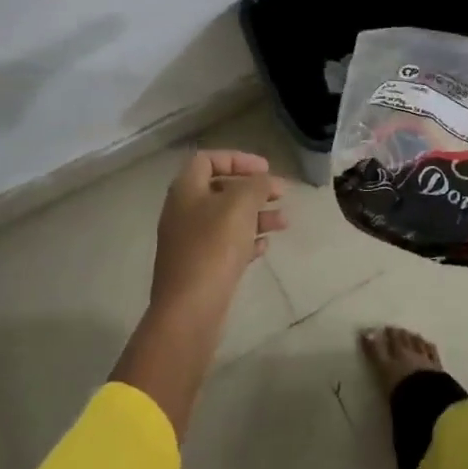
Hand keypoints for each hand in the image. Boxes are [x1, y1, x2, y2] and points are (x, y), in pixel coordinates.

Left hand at [150, 149, 286, 315]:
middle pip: (221, 189)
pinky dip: (247, 240)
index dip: (238, 159)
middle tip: (280, 193)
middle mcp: (183, 212)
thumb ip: (256, 184)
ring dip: (256, 215)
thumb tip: (264, 180)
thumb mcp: (240, 205)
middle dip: (253, 189)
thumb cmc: (214, 247)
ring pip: (227, 219)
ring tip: (284, 222)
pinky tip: (265, 246)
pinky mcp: (199, 268)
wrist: (190, 310)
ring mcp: (190, 242)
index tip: (265, 169)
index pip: (208, 159)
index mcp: (185, 190)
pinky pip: (226, 245)